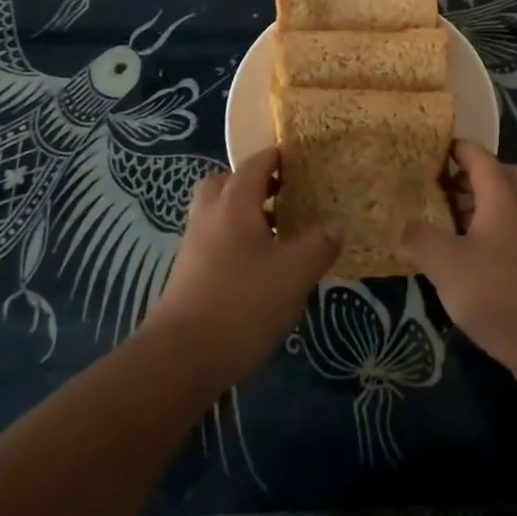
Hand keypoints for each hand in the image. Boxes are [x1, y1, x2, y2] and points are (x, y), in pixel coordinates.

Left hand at [141, 148, 339, 388]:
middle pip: (225, 183)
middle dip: (252, 183)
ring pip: (217, 213)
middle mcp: (209, 216)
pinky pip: (213, 240)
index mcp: (234, 204)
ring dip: (243, 214)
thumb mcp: (294, 274)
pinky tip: (258, 267)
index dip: (276, 157)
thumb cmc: (242, 303)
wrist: (181, 358)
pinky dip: (234, 240)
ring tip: (276, 232)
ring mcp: (194, 246)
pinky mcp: (188, 274)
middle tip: (282, 194)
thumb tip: (336, 225)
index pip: (255, 165)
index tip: (298, 159)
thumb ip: (319, 245)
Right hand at [401, 140, 516, 372]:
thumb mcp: (445, 265)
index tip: (435, 148)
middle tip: (447, 186)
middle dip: (476, 175)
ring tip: (454, 221)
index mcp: (504, 196)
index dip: (458, 149)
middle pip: (504, 175)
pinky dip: (498, 228)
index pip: (480, 157)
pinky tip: (476, 255)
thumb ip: (420, 238)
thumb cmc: (497, 293)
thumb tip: (406, 225)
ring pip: (514, 203)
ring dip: (487, 204)